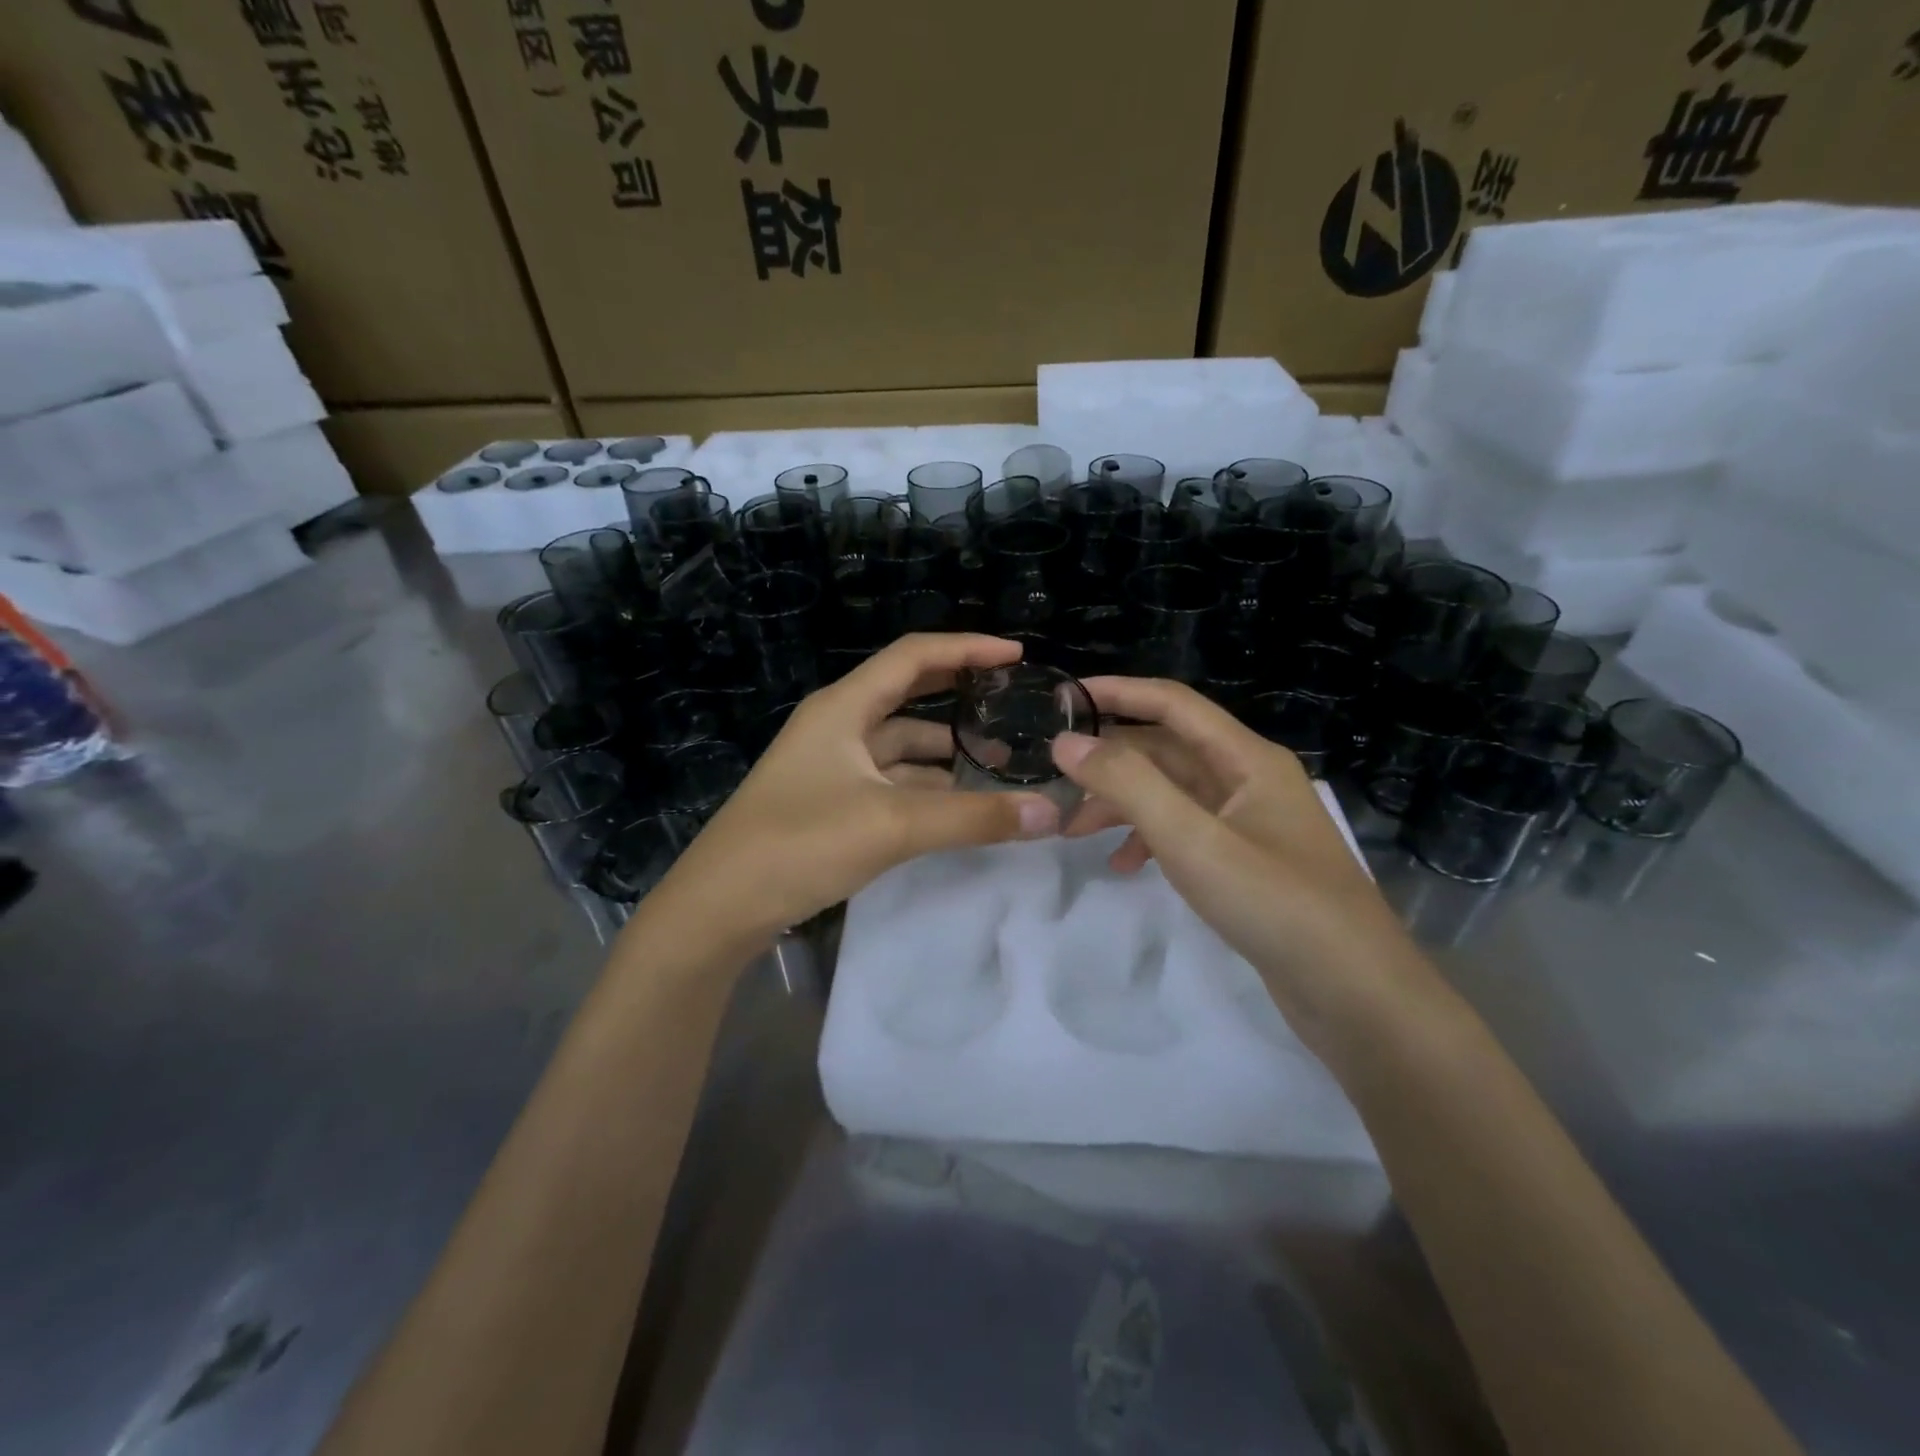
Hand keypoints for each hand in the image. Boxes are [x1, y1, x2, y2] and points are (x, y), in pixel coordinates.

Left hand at [649, 634, 1060, 943]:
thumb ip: (974, 817)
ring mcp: (832, 766)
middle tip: (1011, 704)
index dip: (967, 648)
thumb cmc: (800, 843)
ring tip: (1000, 764)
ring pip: (901, 746)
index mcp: (844, 707)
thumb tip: (1051, 813)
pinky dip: (926, 787)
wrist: (720, 906)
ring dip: (946, 752)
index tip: (1016, 654)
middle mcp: (837, 726)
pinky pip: (890, 781)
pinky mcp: (831, 802)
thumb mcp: (893, 825)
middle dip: (959, 696)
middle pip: (908, 695)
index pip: (914, 656)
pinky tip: (960, 805)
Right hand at [1052, 676, 1431, 1053]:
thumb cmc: (1275, 903)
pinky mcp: (1247, 863)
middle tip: (1056, 781)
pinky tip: (1124, 866)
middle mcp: (1250, 780)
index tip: (1063, 698)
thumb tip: (1067, 741)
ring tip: (1075, 832)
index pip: (1173, 704)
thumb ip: (1127, 784)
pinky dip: (1150, 840)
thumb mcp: (1191, 839)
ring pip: (1173, 794)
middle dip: (1111, 762)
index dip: (1118, 693)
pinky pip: (1186, 832)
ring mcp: (1250, 824)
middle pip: (1168, 751)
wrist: (1356, 995)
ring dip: (1124, 804)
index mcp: (1248, 759)